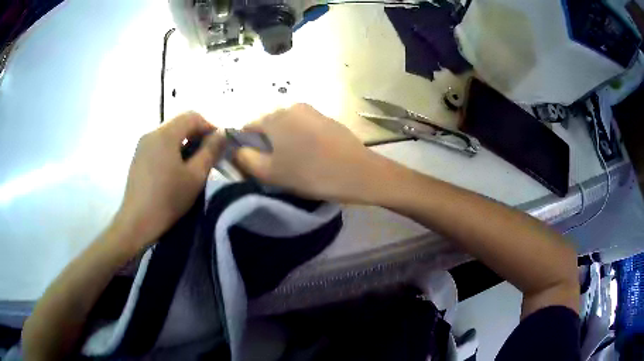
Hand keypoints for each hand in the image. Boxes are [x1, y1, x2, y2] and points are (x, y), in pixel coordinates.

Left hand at [114, 112, 224, 249]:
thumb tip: (222, 134)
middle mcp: (151, 133)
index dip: (209, 126)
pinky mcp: (138, 157)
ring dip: (185, 142)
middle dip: (197, 134)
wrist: (137, 222)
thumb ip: (210, 151)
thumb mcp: (195, 176)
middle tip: (208, 154)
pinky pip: (159, 144)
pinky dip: (172, 149)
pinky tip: (176, 169)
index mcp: (165, 134)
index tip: (219, 145)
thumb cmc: (168, 199)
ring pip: (169, 134)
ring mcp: (142, 145)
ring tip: (194, 163)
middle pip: (180, 122)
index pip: (192, 116)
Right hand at [235, 103, 387, 201]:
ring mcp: (313, 111)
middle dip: (266, 145)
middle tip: (277, 168)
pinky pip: (304, 128)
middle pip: (268, 125)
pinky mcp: (328, 119)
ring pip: (287, 127)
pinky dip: (301, 140)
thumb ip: (246, 159)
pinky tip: (312, 156)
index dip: (246, 147)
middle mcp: (292, 106)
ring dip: (285, 143)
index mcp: (275, 117)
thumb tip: (236, 150)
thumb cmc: (310, 173)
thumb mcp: (270, 172)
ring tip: (296, 164)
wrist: (359, 173)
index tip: (255, 165)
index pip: (247, 127)